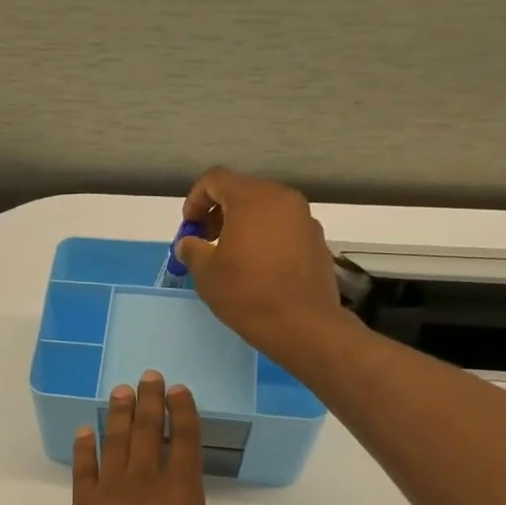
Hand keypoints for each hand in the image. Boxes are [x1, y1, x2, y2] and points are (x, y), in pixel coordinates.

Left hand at [62, 371, 228, 504]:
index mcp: (182, 494)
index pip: (184, 440)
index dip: (182, 411)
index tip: (179, 390)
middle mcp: (144, 484)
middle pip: (146, 431)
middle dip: (149, 400)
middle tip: (148, 376)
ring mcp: (108, 495)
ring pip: (114, 443)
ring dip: (118, 414)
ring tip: (120, 391)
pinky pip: (82, 471)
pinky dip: (84, 448)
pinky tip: (86, 431)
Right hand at [175, 168, 346, 362]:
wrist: (303, 325)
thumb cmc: (247, 294)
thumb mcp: (206, 273)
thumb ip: (192, 249)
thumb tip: (188, 243)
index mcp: (252, 198)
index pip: (215, 179)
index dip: (195, 200)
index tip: (190, 228)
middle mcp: (282, 198)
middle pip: (242, 191)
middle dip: (219, 212)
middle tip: (207, 242)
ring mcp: (304, 218)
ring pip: (265, 209)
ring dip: (243, 224)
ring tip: (233, 256)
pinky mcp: (317, 239)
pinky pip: (284, 227)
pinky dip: (266, 236)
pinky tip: (260, 267)